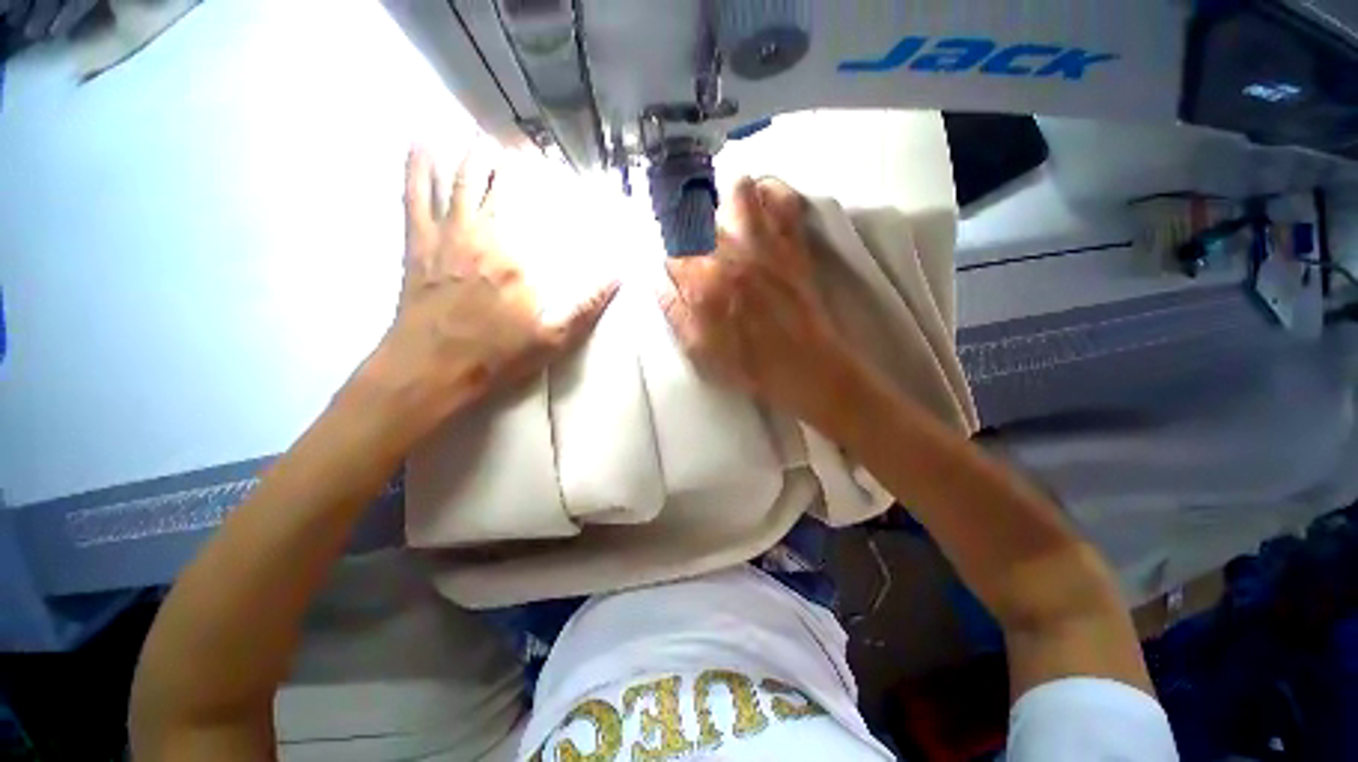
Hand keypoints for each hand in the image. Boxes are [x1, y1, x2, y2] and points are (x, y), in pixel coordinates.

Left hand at [353, 143, 616, 444]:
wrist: (432, 368)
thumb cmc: (498, 355)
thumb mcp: (556, 339)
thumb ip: (589, 305)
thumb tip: (620, 275)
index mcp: (520, 257)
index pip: (539, 209)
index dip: (547, 184)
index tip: (556, 168)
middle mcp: (484, 234)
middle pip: (499, 183)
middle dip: (511, 159)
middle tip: (522, 145)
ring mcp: (448, 234)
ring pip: (459, 178)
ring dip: (472, 151)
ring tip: (484, 131)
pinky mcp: (419, 242)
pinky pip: (416, 193)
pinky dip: (418, 164)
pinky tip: (421, 139)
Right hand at [661, 177, 863, 429]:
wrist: (803, 366)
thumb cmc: (747, 364)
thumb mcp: (697, 349)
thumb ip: (673, 310)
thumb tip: (658, 279)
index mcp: (702, 282)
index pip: (671, 250)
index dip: (670, 257)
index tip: (676, 265)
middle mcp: (730, 253)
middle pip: (698, 211)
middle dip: (690, 222)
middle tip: (695, 238)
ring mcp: (765, 243)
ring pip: (738, 188)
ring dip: (725, 199)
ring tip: (725, 218)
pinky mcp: (792, 242)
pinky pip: (782, 198)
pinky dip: (769, 194)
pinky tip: (760, 210)